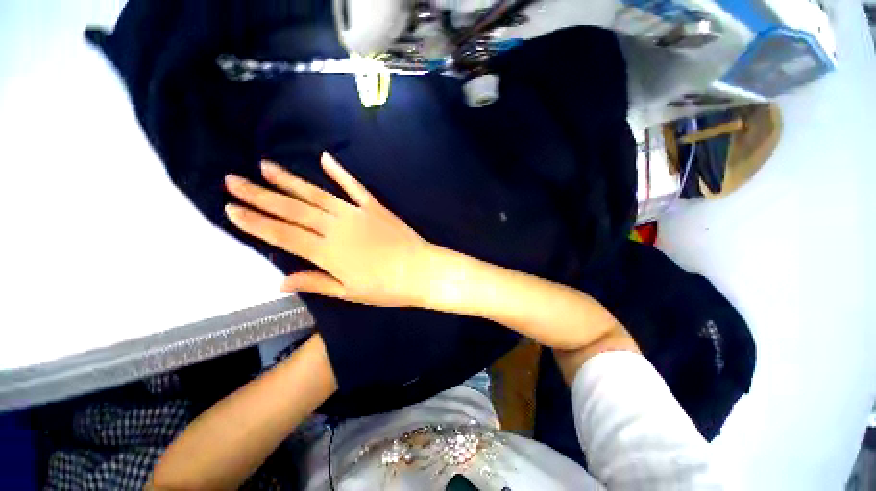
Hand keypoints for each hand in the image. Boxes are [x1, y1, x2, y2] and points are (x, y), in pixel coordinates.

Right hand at [224, 152, 431, 306]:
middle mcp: (336, 228)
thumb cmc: (387, 288)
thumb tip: (281, 281)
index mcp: (327, 253)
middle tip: (232, 181)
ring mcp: (356, 214)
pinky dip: (339, 172)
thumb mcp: (349, 293)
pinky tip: (324, 157)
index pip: (283, 235)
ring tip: (264, 167)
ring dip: (289, 181)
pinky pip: (354, 186)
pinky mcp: (374, 207)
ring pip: (316, 195)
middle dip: (260, 196)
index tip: (230, 208)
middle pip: (292, 210)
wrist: (420, 271)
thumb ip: (316, 283)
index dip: (255, 222)